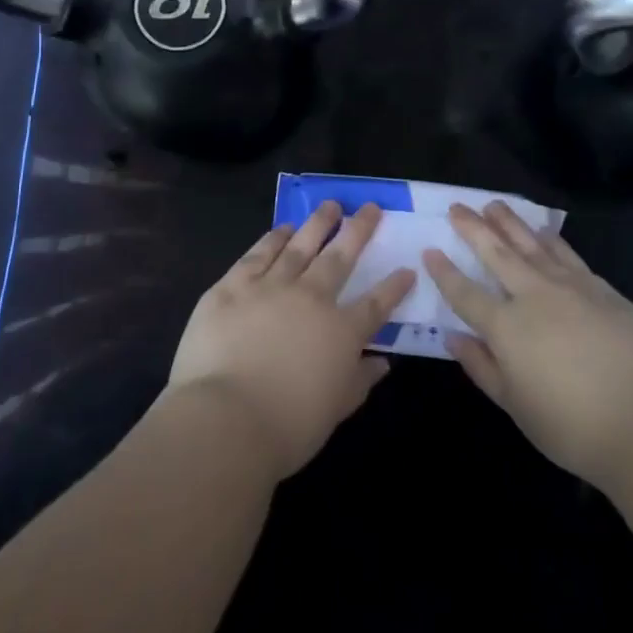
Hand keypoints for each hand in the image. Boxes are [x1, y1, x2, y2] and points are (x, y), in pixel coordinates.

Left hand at [168, 202, 413, 479]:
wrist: (225, 419)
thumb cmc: (287, 427)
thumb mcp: (335, 411)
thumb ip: (359, 381)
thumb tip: (383, 363)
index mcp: (340, 332)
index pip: (375, 304)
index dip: (393, 287)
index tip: (407, 269)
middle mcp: (311, 298)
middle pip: (340, 258)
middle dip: (358, 231)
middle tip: (370, 208)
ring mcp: (270, 286)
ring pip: (300, 245)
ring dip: (318, 223)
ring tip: (330, 205)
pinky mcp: (233, 286)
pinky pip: (259, 254)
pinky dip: (274, 238)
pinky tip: (283, 229)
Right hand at [424, 202, 632, 490]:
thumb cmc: (572, 426)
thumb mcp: (515, 405)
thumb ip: (481, 367)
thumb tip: (453, 337)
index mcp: (506, 327)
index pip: (465, 292)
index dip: (445, 272)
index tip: (430, 250)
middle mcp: (534, 296)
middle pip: (497, 253)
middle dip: (473, 229)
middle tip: (458, 207)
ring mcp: (572, 287)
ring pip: (533, 245)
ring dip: (510, 223)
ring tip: (495, 206)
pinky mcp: (603, 290)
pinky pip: (568, 256)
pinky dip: (551, 240)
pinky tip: (544, 232)